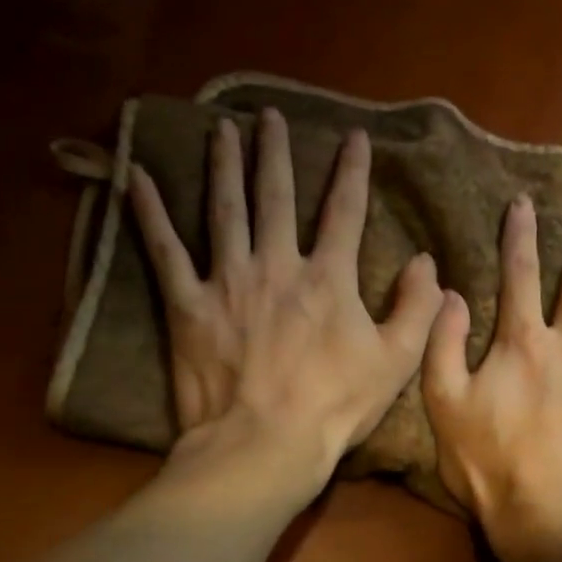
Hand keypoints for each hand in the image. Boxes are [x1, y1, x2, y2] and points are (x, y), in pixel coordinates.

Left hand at [128, 107, 441, 505]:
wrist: (265, 445)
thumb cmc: (334, 407)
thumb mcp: (396, 362)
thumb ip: (417, 308)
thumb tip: (425, 262)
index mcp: (328, 278)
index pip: (345, 211)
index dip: (352, 171)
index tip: (355, 137)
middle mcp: (277, 264)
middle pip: (276, 196)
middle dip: (276, 152)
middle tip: (270, 116)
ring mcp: (228, 281)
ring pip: (225, 209)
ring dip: (224, 165)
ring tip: (222, 129)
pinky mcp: (188, 306)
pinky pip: (165, 251)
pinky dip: (149, 213)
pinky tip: (136, 178)